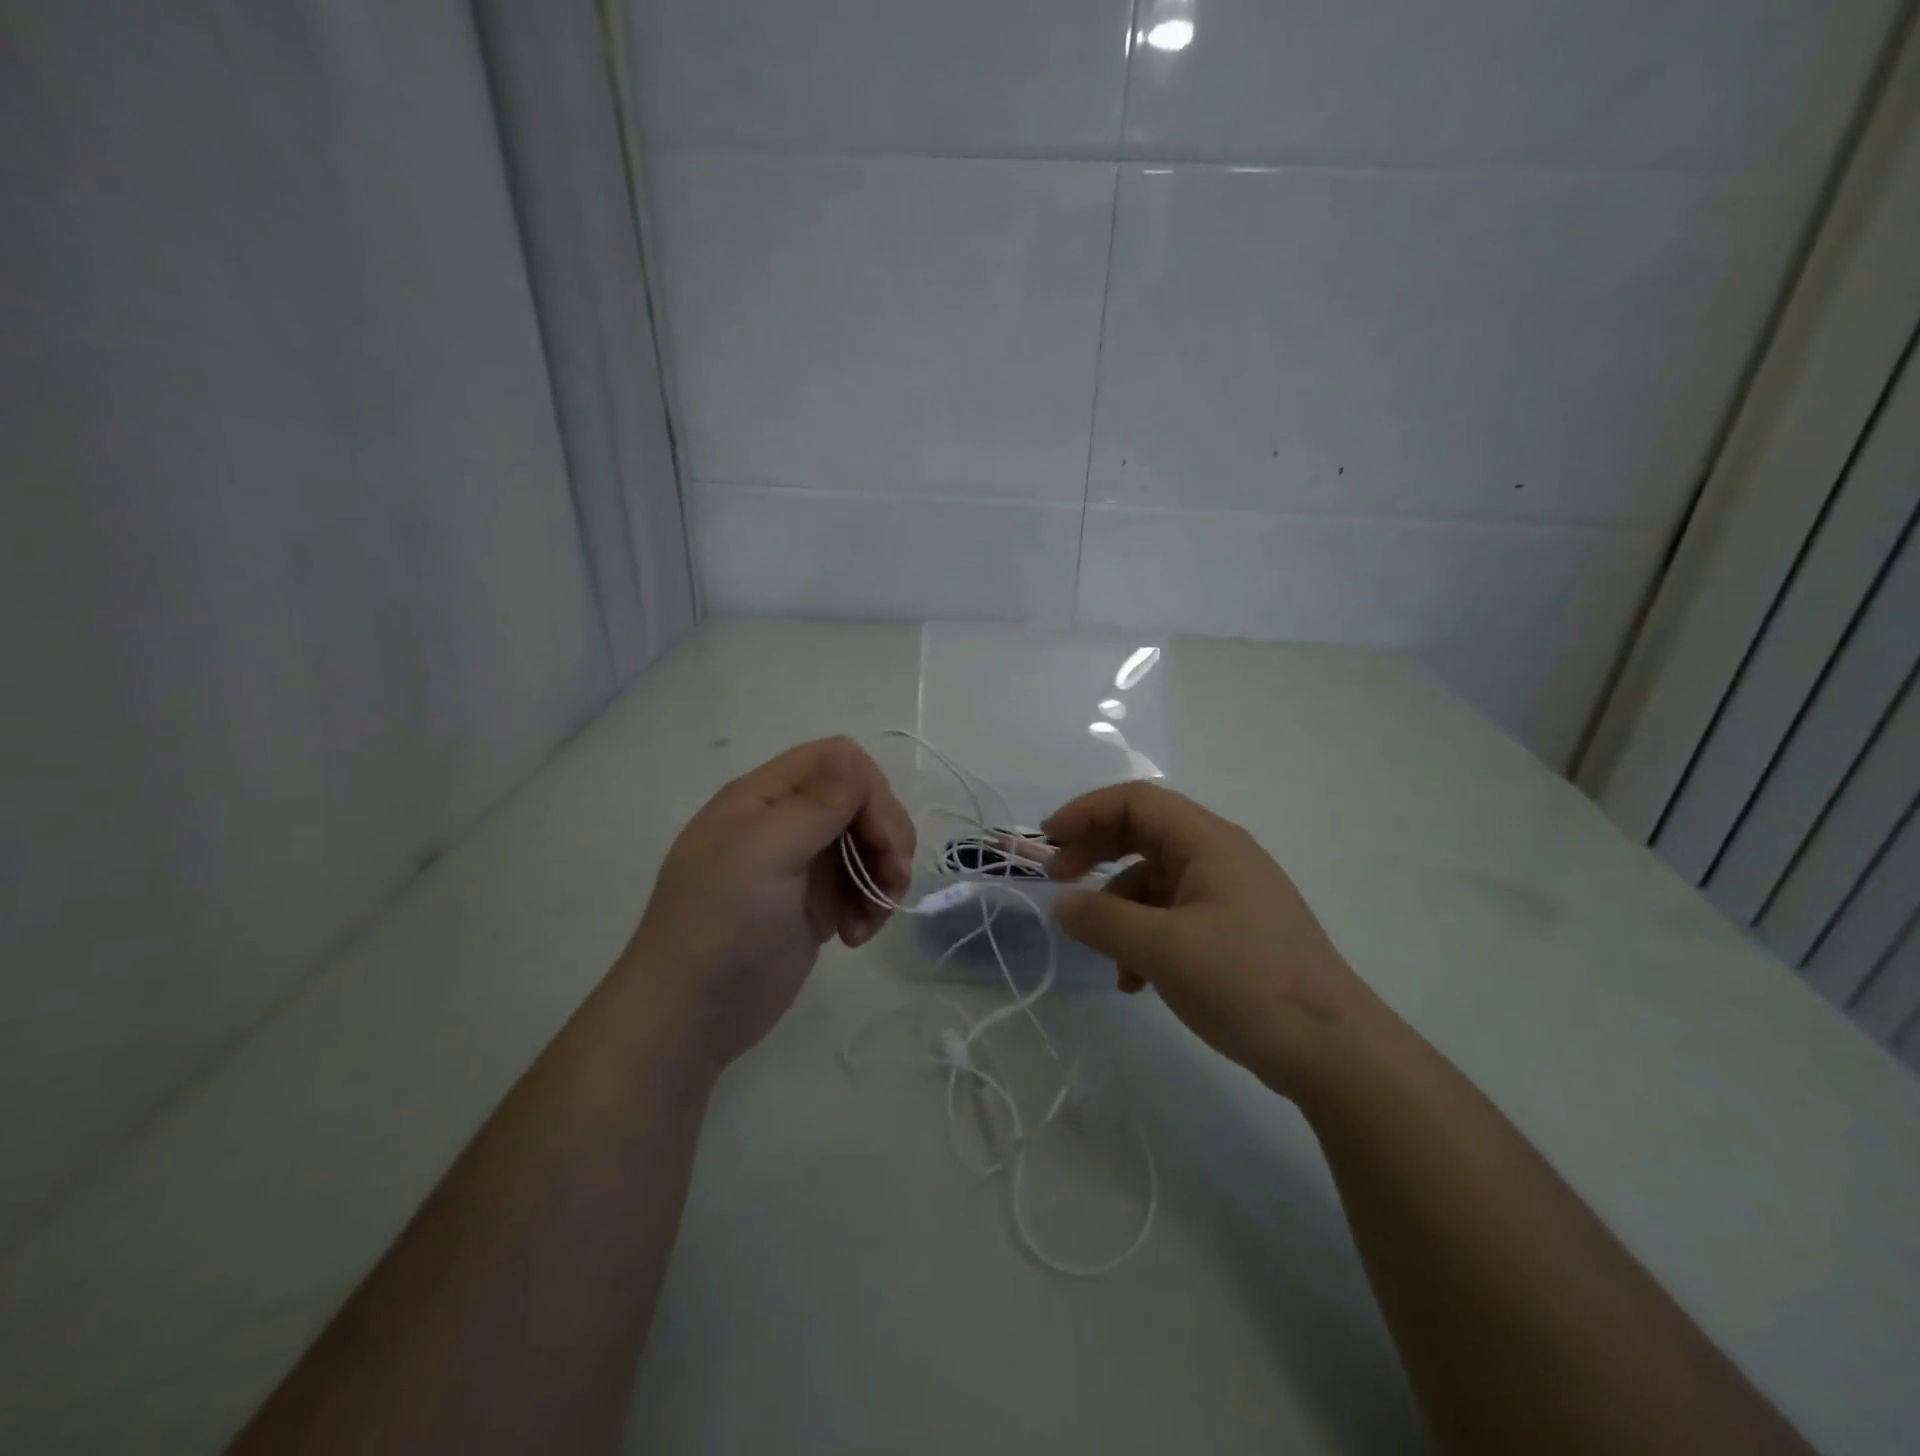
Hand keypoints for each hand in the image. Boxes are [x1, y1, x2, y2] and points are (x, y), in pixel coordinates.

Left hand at [626, 738, 913, 1068]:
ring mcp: (800, 864)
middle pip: (860, 800)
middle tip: (892, 877)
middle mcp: (784, 822)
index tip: (880, 838)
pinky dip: (870, 905)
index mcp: (764, 797)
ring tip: (872, 918)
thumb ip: (816, 804)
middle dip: (886, 836)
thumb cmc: (721, 927)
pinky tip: (856, 936)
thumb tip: (855, 759)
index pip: (836, 760)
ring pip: (867, 843)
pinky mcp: (814, 903)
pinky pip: (860, 884)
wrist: (689, 1018)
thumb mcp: (764, 854)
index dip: (869, 791)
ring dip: (883, 874)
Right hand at [1043, 781, 1374, 1095]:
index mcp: (1208, 841)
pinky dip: (1145, 937)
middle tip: (1058, 882)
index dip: (1086, 812)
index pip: (1136, 801)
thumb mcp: (1161, 949)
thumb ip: (1102, 920)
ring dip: (1119, 910)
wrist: (1333, 1051)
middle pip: (1143, 834)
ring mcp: (1229, 893)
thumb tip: (1060, 902)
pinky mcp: (1234, 929)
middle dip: (1095, 855)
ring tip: (1104, 956)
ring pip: (1154, 880)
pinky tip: (1136, 981)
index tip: (1047, 842)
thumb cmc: (1245, 982)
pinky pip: (1173, 916)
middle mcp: (1220, 856)